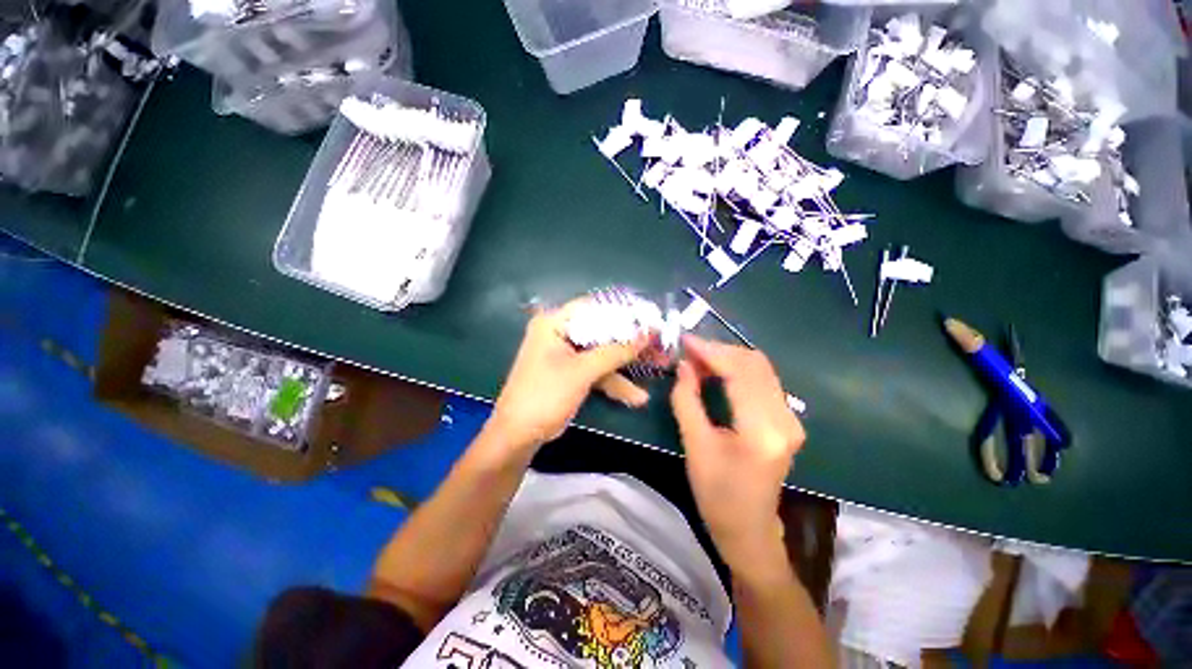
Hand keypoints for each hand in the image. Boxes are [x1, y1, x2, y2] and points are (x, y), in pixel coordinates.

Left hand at [487, 299, 650, 453]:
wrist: (520, 435)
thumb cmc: (545, 394)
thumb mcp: (582, 371)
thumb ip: (616, 352)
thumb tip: (647, 334)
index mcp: (555, 323)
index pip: (594, 307)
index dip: (623, 311)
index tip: (650, 318)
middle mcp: (560, 333)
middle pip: (602, 331)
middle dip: (631, 342)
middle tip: (659, 344)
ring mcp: (567, 354)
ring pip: (603, 352)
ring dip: (628, 364)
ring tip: (659, 366)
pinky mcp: (572, 372)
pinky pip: (597, 370)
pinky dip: (615, 381)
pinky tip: (637, 396)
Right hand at [670, 335, 804, 569]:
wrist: (749, 529)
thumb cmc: (717, 495)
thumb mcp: (695, 446)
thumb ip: (687, 400)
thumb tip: (684, 366)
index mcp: (762, 430)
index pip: (740, 373)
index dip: (711, 352)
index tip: (685, 341)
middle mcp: (785, 419)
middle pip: (755, 364)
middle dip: (720, 351)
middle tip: (689, 350)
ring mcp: (790, 419)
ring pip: (761, 369)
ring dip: (729, 358)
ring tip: (698, 359)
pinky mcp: (787, 421)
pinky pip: (763, 381)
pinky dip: (738, 370)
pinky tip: (717, 373)